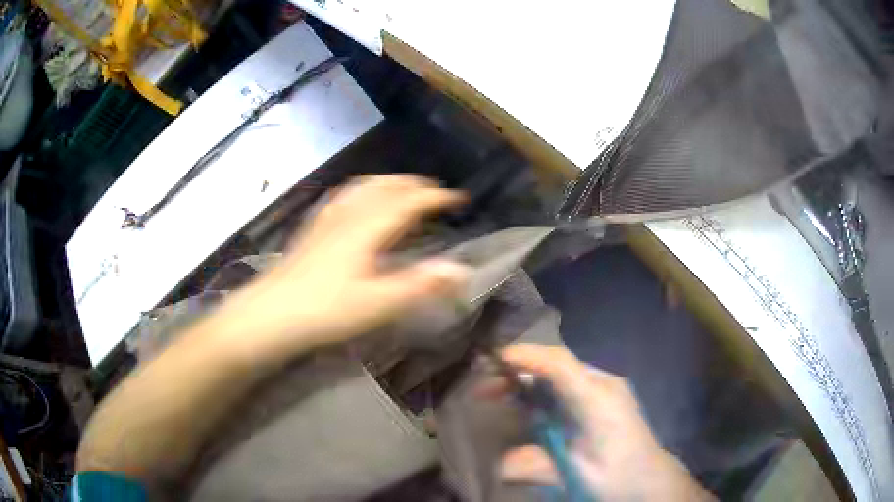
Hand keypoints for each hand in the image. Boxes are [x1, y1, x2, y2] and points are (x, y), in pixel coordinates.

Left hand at [211, 175, 470, 363]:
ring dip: (388, 182)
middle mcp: (348, 216)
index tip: (458, 198)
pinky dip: (361, 190)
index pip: (408, 202)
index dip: (435, 198)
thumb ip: (419, 285)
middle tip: (434, 192)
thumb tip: (461, 269)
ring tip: (402, 188)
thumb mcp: (377, 304)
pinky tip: (357, 201)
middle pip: (384, 187)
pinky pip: (341, 197)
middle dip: (413, 185)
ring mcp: (326, 220)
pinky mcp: (312, 229)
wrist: (271, 314)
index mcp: (367, 229)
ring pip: (362, 187)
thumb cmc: (326, 312)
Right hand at [497, 344, 714, 501]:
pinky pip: (568, 382)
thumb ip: (538, 466)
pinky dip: (542, 387)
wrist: (651, 479)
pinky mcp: (605, 396)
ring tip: (498, 394)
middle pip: (557, 364)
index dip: (527, 356)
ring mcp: (607, 388)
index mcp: (599, 401)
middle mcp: (604, 385)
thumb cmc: (617, 477)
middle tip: (485, 388)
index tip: (494, 359)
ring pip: (561, 371)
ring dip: (528, 378)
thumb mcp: (577, 477)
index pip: (561, 365)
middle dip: (518, 369)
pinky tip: (527, 403)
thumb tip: (499, 464)